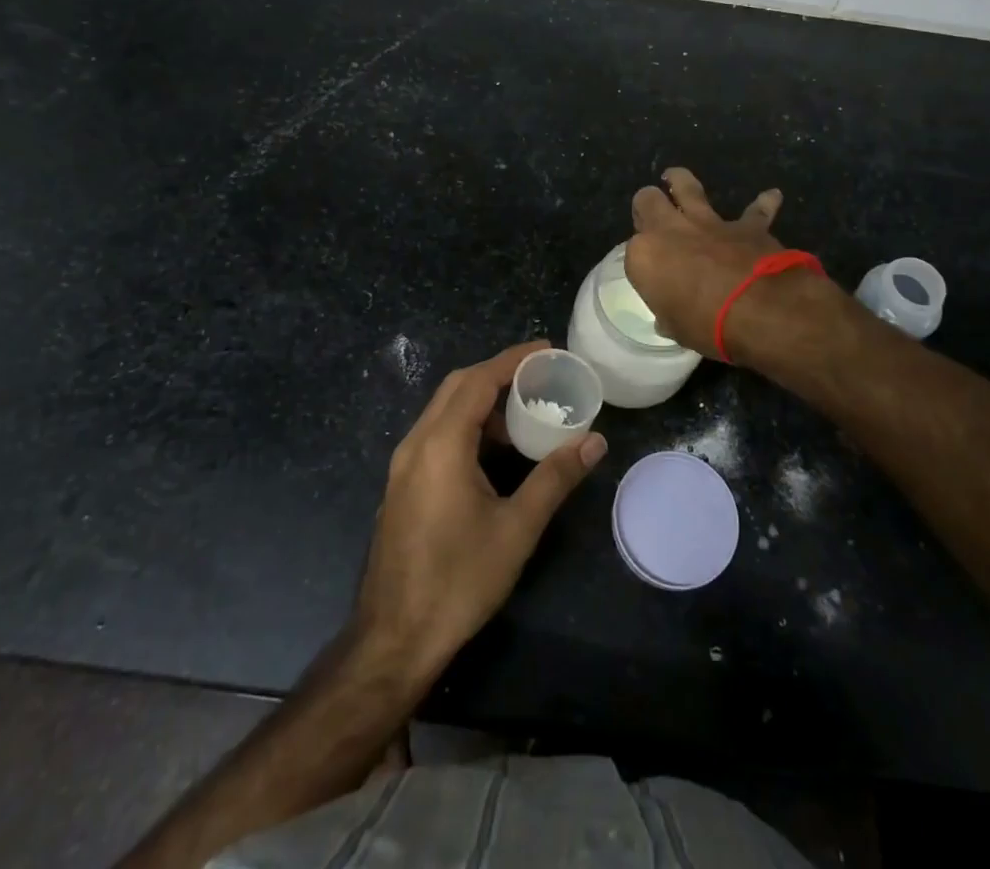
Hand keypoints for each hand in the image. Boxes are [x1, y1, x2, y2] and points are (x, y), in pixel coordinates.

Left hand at [354, 341, 606, 682]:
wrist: (394, 639)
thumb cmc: (458, 580)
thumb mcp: (517, 528)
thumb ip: (555, 477)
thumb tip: (595, 441)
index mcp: (441, 443)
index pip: (479, 380)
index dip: (513, 359)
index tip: (547, 349)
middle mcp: (416, 443)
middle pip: (457, 387)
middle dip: (498, 374)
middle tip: (540, 377)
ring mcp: (403, 465)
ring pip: (443, 410)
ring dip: (482, 402)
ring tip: (524, 415)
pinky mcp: (401, 485)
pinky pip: (435, 434)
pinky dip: (466, 425)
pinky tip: (492, 453)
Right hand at [624, 168, 792, 357]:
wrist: (760, 311)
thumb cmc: (707, 326)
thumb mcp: (677, 329)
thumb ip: (669, 315)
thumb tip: (667, 319)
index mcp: (645, 256)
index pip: (633, 251)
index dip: (642, 260)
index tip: (650, 273)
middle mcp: (670, 229)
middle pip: (648, 201)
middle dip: (647, 204)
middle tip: (650, 212)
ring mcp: (709, 222)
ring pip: (687, 186)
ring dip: (680, 180)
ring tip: (674, 178)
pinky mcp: (746, 225)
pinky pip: (755, 210)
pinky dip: (763, 204)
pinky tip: (771, 196)